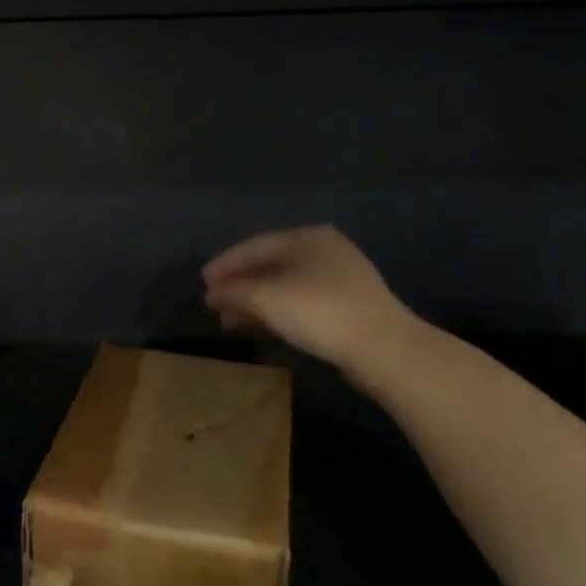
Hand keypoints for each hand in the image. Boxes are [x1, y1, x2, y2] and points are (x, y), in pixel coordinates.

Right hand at [202, 225, 417, 375]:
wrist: (383, 347)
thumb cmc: (318, 311)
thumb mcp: (265, 298)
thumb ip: (233, 291)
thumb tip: (212, 291)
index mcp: (306, 237)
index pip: (253, 246)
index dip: (224, 264)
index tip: (202, 283)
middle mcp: (325, 250)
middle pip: (269, 265)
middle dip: (239, 286)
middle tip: (214, 305)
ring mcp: (340, 278)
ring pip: (284, 286)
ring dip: (255, 302)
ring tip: (231, 321)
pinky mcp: (348, 305)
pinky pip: (300, 301)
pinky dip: (276, 311)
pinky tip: (262, 326)